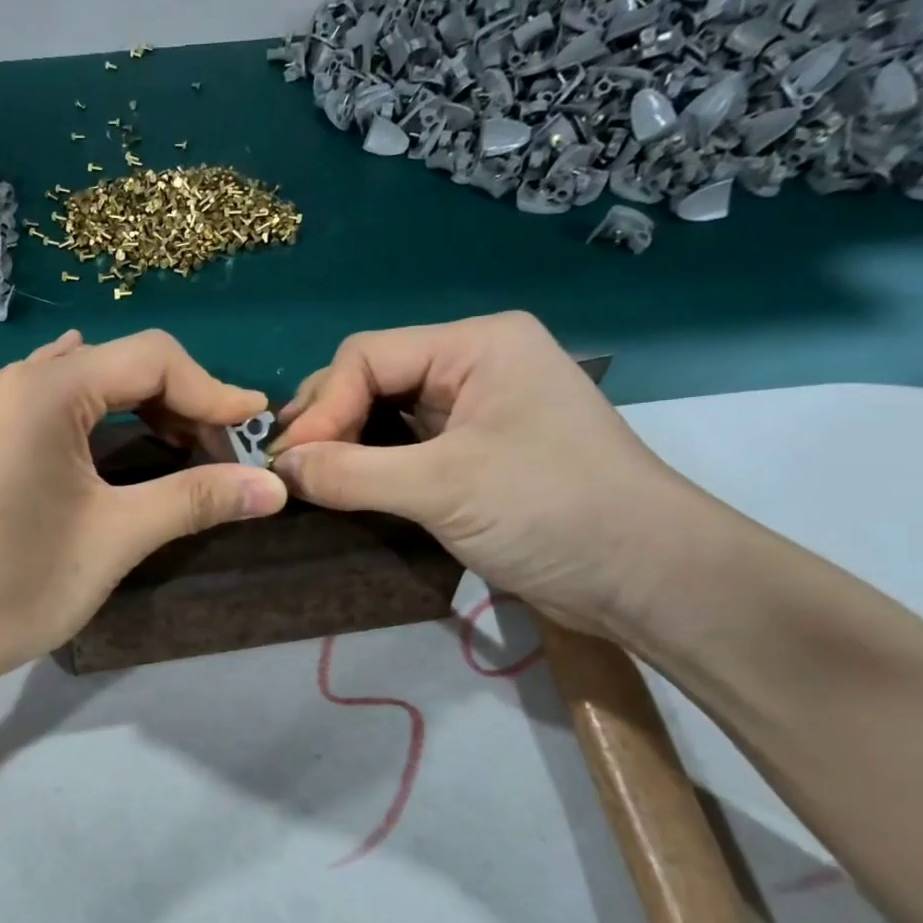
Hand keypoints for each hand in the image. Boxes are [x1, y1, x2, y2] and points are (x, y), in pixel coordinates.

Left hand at [0, 329, 286, 684]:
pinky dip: (106, 421)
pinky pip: (61, 406)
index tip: (257, 430)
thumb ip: (197, 499)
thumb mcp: (117, 537)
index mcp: (48, 387)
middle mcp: (18, 379)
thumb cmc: (17, 583)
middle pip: (123, 365)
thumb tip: (275, 488)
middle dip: (182, 404)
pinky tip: (124, 444)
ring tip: (185, 455)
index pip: (154, 358)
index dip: (214, 390)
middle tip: (222, 457)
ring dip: (146, 412)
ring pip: (92, 385)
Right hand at [272, 312, 704, 634]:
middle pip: (372, 378)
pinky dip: (368, 464)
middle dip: (327, 421)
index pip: (368, 356)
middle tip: (288, 470)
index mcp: (477, 345)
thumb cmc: (551, 511)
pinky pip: (403, 445)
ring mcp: (475, 409)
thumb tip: (277, 470)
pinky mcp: (474, 453)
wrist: (645, 578)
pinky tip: (341, 487)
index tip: (288, 462)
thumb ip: (351, 473)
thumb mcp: (443, 487)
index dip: (321, 406)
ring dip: (342, 444)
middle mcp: (474, 364)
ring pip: (384, 412)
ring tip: (305, 479)